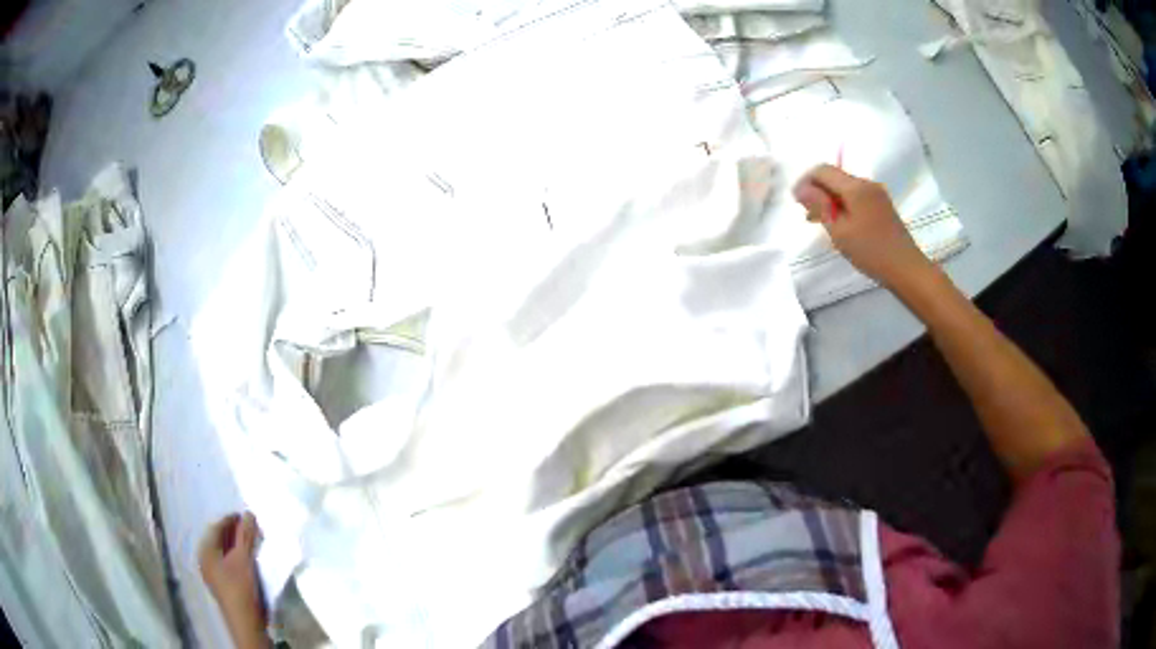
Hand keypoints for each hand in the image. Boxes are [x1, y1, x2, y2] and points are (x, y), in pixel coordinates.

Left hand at [198, 512, 267, 648]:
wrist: (245, 622)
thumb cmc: (241, 587)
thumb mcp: (244, 559)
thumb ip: (246, 535)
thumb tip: (248, 513)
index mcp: (205, 550)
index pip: (217, 527)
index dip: (232, 520)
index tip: (247, 517)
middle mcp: (205, 559)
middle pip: (219, 539)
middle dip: (235, 532)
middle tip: (251, 529)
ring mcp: (212, 573)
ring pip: (224, 551)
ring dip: (237, 545)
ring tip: (252, 543)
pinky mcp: (221, 584)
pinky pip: (226, 562)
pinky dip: (236, 557)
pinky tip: (248, 560)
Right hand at [793, 164, 932, 287]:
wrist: (907, 268)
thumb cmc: (871, 251)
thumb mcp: (839, 231)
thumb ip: (819, 206)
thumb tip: (801, 189)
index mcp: (855, 187)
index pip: (822, 170)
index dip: (806, 181)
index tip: (796, 201)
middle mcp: (866, 183)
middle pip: (835, 177)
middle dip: (818, 190)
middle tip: (807, 214)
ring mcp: (877, 194)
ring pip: (845, 188)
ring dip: (830, 199)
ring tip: (821, 221)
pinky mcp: (882, 205)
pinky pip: (856, 197)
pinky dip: (843, 205)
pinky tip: (840, 223)